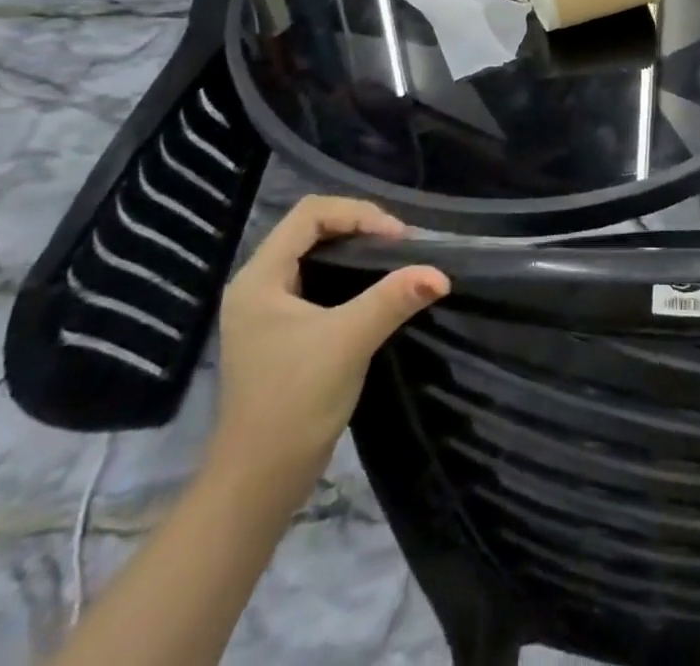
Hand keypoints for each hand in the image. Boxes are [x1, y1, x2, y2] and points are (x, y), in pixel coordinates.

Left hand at [209, 197, 447, 502]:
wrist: (257, 485)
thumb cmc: (293, 404)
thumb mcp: (348, 343)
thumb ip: (393, 299)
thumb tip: (442, 274)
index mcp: (259, 278)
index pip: (310, 213)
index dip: (358, 214)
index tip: (398, 238)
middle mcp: (257, 284)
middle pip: (312, 228)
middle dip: (361, 227)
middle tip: (402, 244)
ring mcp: (267, 308)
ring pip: (316, 253)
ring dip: (357, 249)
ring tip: (396, 258)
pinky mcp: (281, 329)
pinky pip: (318, 278)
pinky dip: (350, 272)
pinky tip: (377, 286)